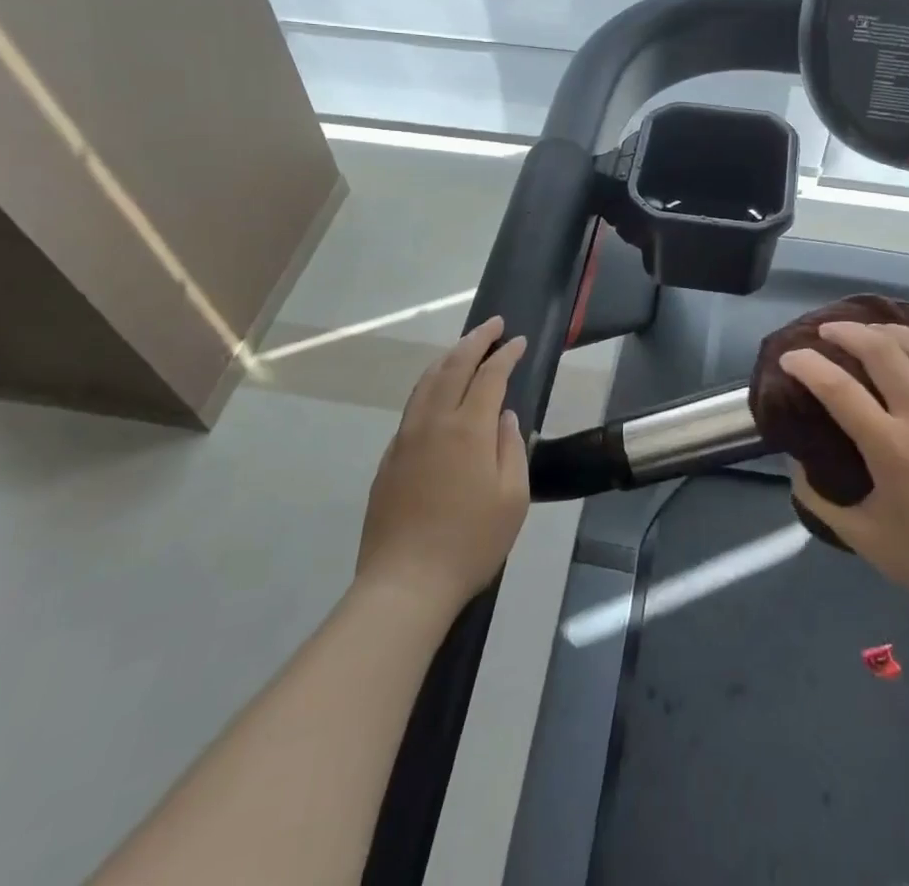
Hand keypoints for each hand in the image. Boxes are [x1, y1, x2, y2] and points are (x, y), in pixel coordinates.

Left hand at [355, 317, 529, 610]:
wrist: (405, 584)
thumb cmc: (470, 542)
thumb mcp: (513, 498)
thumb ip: (512, 448)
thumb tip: (505, 417)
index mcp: (468, 429)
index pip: (489, 376)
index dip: (505, 354)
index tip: (518, 340)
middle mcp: (434, 423)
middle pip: (453, 366)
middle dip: (475, 340)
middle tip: (492, 324)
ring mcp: (406, 439)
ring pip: (426, 382)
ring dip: (448, 357)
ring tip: (464, 347)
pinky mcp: (390, 458)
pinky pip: (413, 406)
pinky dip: (430, 385)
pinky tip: (437, 392)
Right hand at [784, 322, 908, 617]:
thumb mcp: (859, 535)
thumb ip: (817, 496)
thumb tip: (793, 460)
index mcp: (892, 449)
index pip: (838, 389)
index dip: (807, 365)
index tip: (789, 357)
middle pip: (883, 351)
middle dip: (847, 332)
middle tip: (826, 331)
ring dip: (890, 330)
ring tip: (869, 330)